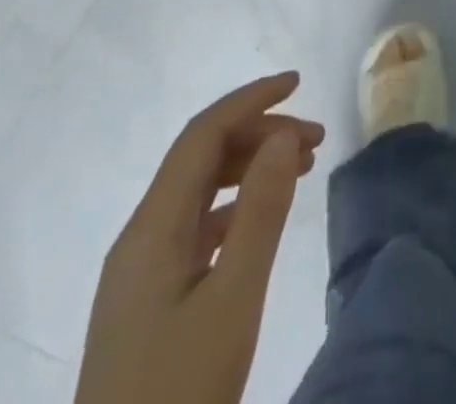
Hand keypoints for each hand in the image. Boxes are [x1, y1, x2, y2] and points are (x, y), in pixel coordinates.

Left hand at [75, 73, 324, 403]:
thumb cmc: (180, 395)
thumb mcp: (233, 301)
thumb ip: (261, 212)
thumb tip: (283, 134)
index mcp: (150, 230)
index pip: (201, 136)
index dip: (250, 100)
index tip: (299, 83)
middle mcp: (139, 239)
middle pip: (200, 158)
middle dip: (259, 133)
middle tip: (316, 140)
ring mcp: (139, 273)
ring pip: (198, 190)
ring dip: (249, 166)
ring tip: (301, 168)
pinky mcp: (147, 302)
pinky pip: (195, 225)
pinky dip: (235, 204)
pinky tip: (262, 218)